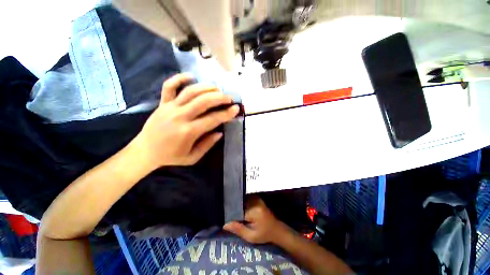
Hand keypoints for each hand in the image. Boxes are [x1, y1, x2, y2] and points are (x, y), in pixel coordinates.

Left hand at [132, 73, 239, 169]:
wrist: (145, 152)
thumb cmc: (171, 157)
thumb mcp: (192, 157)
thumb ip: (207, 145)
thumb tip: (220, 132)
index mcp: (188, 131)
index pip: (213, 119)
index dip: (226, 113)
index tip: (236, 108)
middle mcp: (180, 116)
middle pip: (203, 101)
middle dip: (219, 97)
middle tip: (228, 98)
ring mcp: (169, 107)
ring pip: (190, 91)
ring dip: (206, 87)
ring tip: (217, 88)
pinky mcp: (162, 103)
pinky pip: (169, 86)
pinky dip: (179, 78)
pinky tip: (191, 76)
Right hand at [223, 196, 290, 243]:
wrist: (276, 229)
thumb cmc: (264, 234)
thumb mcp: (250, 236)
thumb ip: (238, 229)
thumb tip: (224, 224)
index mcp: (254, 211)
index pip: (238, 209)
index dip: (231, 212)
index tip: (225, 215)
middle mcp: (255, 201)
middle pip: (240, 202)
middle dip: (234, 207)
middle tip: (227, 211)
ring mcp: (257, 198)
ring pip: (243, 199)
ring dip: (238, 204)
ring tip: (231, 208)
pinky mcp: (257, 198)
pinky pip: (246, 198)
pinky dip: (242, 202)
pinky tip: (239, 206)